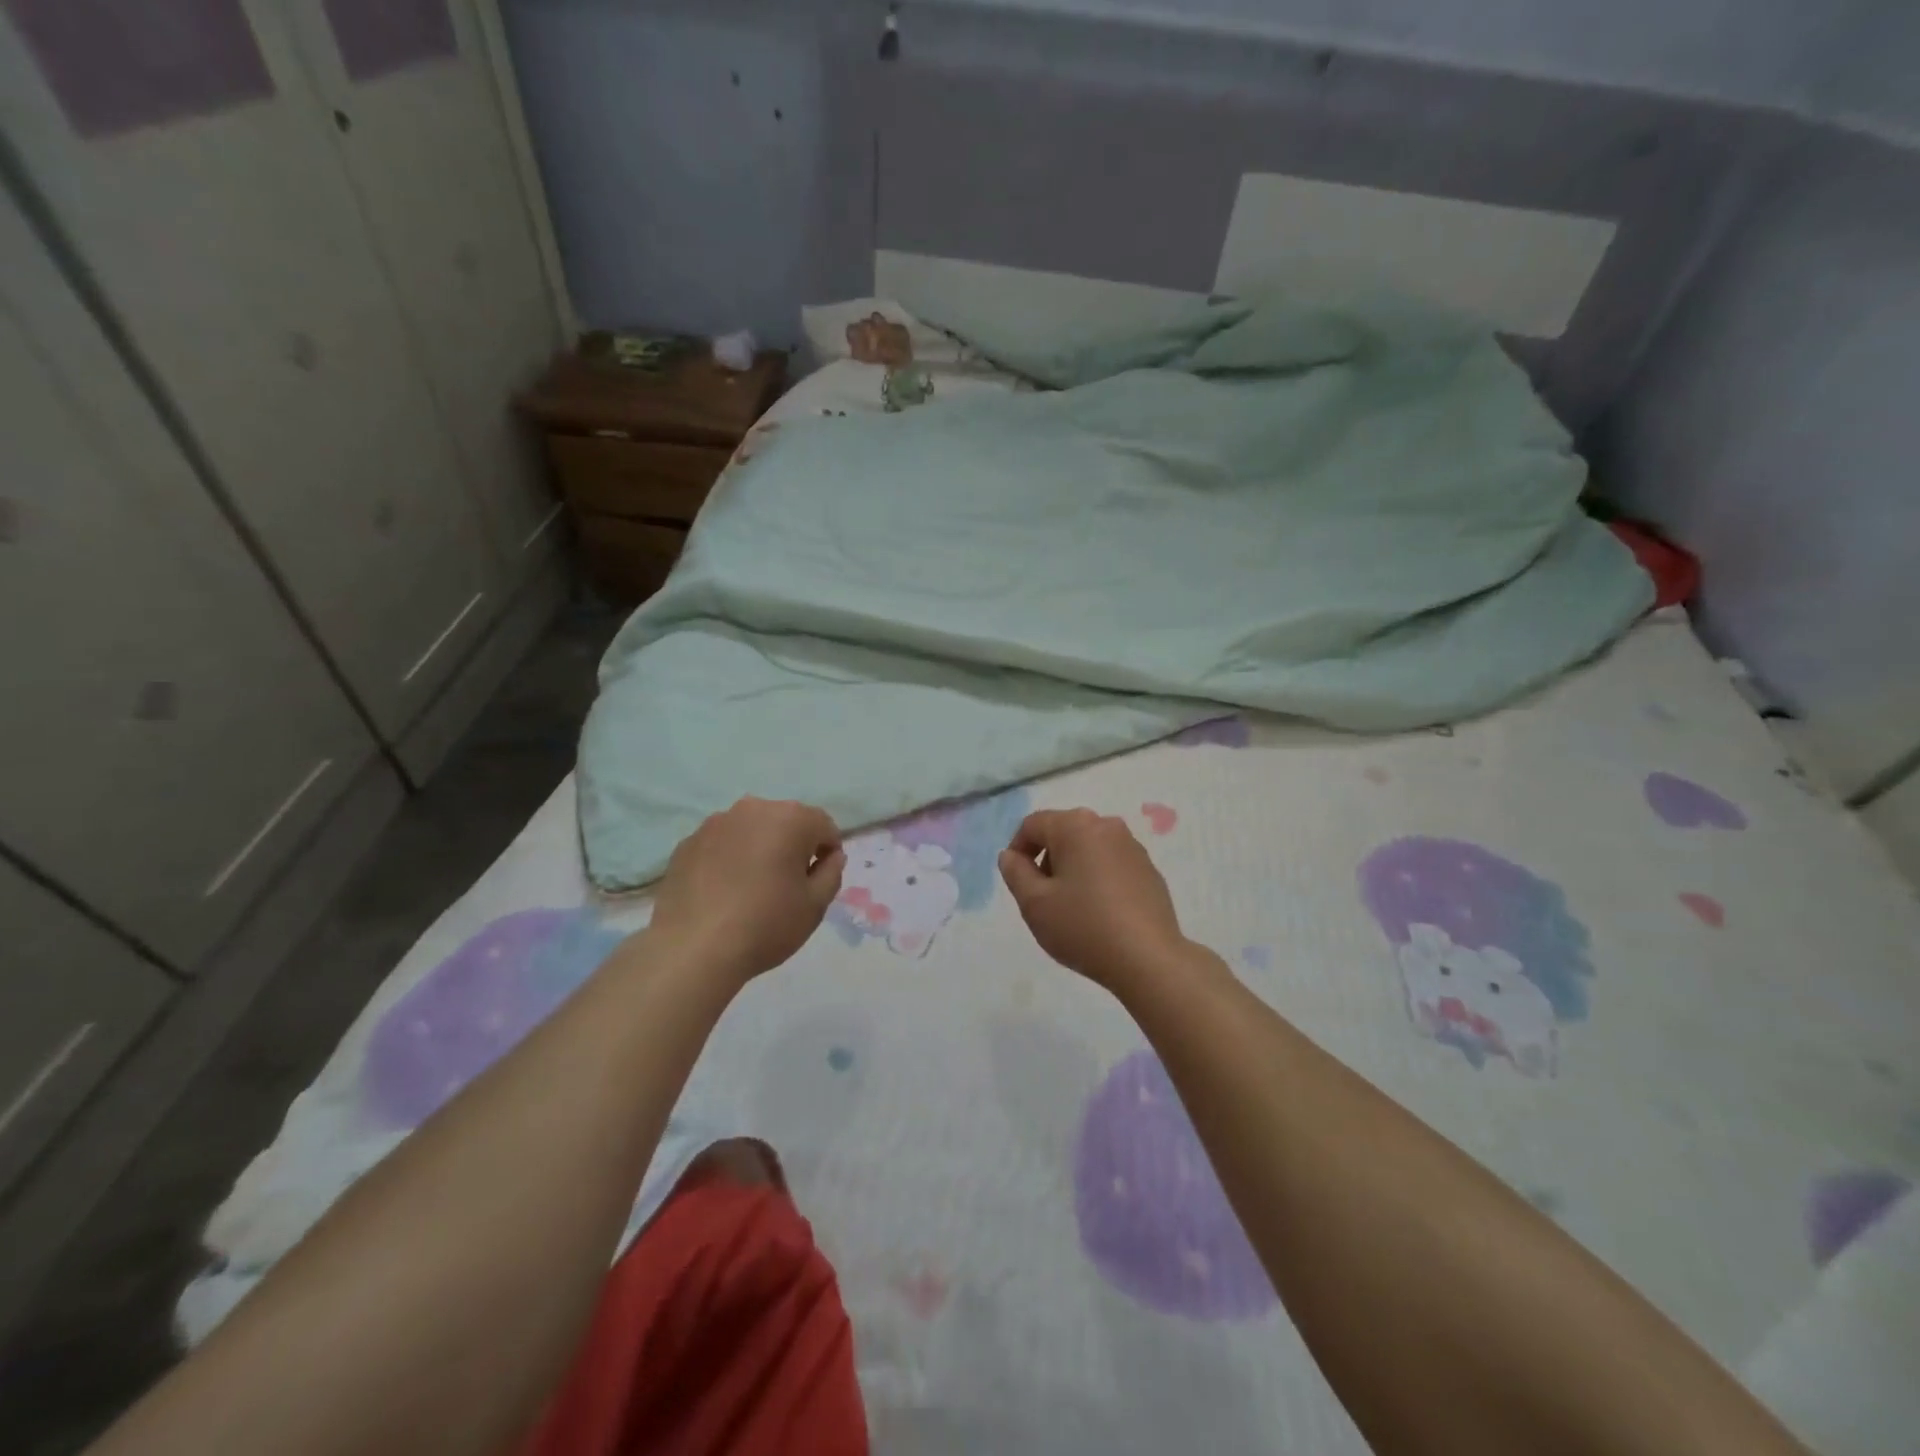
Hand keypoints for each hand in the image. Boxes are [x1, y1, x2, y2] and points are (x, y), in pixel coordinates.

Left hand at [649, 798, 844, 985]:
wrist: (693, 950)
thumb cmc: (766, 925)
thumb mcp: (815, 905)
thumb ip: (832, 873)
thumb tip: (830, 856)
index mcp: (790, 819)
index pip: (823, 825)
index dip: (828, 852)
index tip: (819, 880)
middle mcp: (752, 809)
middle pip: (785, 822)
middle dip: (793, 846)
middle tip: (788, 885)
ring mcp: (714, 824)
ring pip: (750, 830)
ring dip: (759, 849)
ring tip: (751, 889)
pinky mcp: (687, 843)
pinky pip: (720, 845)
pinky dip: (728, 859)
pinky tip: (723, 892)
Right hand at [998, 808, 1187, 990]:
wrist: (1148, 959)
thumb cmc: (1083, 927)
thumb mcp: (1034, 904)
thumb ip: (1015, 872)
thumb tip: (1011, 855)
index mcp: (1075, 826)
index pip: (1033, 824)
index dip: (1017, 849)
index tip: (1017, 881)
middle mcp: (1106, 825)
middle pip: (1063, 832)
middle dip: (1046, 859)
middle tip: (1042, 896)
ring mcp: (1132, 846)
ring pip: (1088, 847)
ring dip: (1072, 867)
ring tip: (1071, 906)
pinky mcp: (1149, 869)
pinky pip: (1112, 863)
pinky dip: (1098, 878)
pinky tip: (1100, 912)